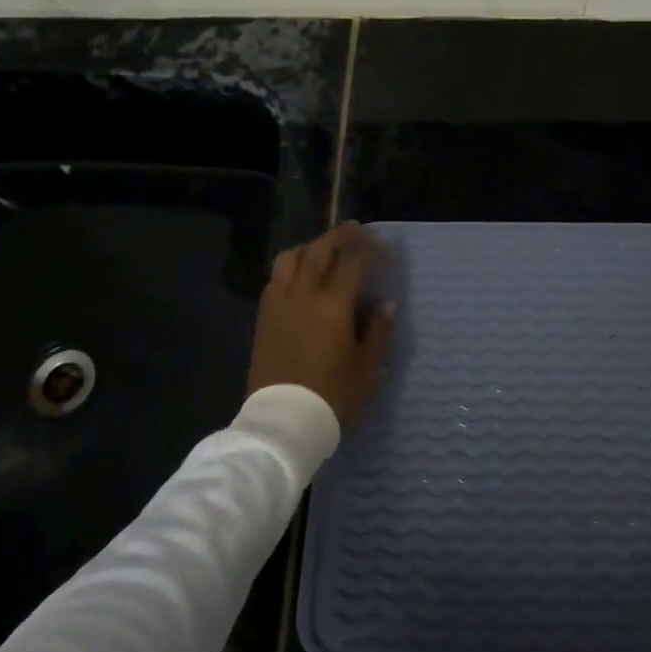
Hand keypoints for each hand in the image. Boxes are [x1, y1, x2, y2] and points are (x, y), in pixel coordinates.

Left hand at [247, 222, 395, 423]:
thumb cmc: (332, 395)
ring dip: (311, 246)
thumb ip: (379, 330)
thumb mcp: (368, 367)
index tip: (383, 247)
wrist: (283, 421)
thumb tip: (386, 303)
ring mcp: (279, 302)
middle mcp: (303, 294)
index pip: (353, 261)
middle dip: (340, 236)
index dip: (370, 249)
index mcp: (333, 304)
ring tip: (324, 249)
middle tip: (355, 230)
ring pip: (291, 257)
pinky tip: (300, 276)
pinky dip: (291, 266)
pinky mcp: (264, 316)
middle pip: (320, 250)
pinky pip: (276, 277)